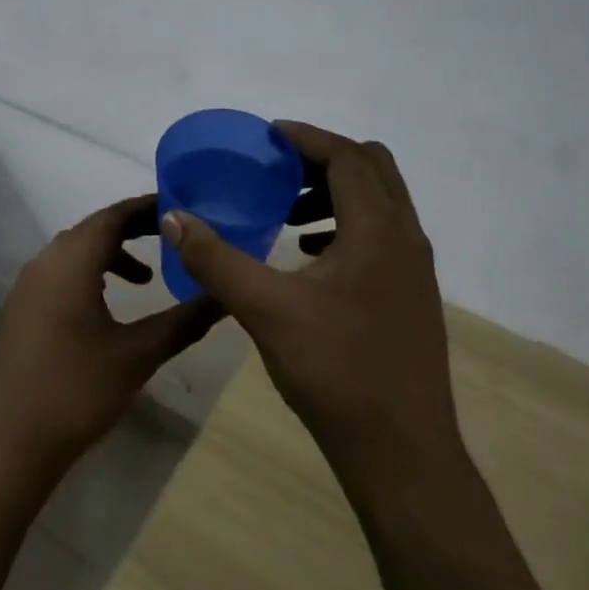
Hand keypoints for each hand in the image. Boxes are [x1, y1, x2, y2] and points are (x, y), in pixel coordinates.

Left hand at [0, 195, 223, 476]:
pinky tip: (108, 305)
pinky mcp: (22, 308)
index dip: (147, 208)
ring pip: (75, 251)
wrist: (12, 442)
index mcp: (71, 261)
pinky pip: (61, 272)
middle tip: (173, 239)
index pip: (113, 216)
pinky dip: (90, 274)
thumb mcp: (138, 355)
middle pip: (93, 229)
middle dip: (133, 230)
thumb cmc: (78, 391)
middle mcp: (45, 262)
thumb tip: (225, 297)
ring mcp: (28, 285)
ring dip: (111, 255)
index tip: (181, 208)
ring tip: (146, 280)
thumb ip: (184, 321)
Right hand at [161, 121, 461, 473]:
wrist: (402, 453)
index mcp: (378, 230)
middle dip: (322, 160)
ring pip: (378, 204)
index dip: (306, 138)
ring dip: (334, 194)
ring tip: (285, 215)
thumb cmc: (335, 371)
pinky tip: (305, 258)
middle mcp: (405, 239)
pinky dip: (344, 227)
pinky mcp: (410, 297)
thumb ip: (215, 259)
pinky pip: (379, 236)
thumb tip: (174, 217)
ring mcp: (413, 270)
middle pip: (371, 169)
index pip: (347, 157)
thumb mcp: (265, 310)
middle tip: (276, 171)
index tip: (267, 136)